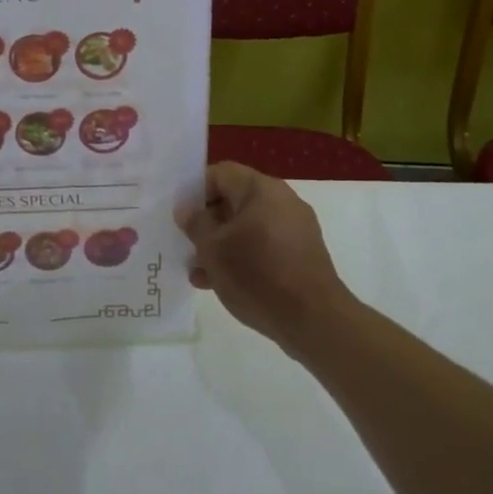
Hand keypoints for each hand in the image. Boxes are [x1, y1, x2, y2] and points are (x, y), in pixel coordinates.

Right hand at [178, 162, 356, 353]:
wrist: (313, 320)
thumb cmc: (257, 275)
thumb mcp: (213, 248)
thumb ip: (196, 223)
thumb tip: (186, 208)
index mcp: (261, 189)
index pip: (220, 173)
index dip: (195, 191)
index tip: (179, 216)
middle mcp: (282, 201)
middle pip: (233, 200)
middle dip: (207, 223)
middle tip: (185, 244)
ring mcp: (295, 229)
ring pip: (247, 227)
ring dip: (221, 245)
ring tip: (199, 271)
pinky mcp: (301, 254)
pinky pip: (263, 246)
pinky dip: (242, 257)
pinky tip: (221, 283)